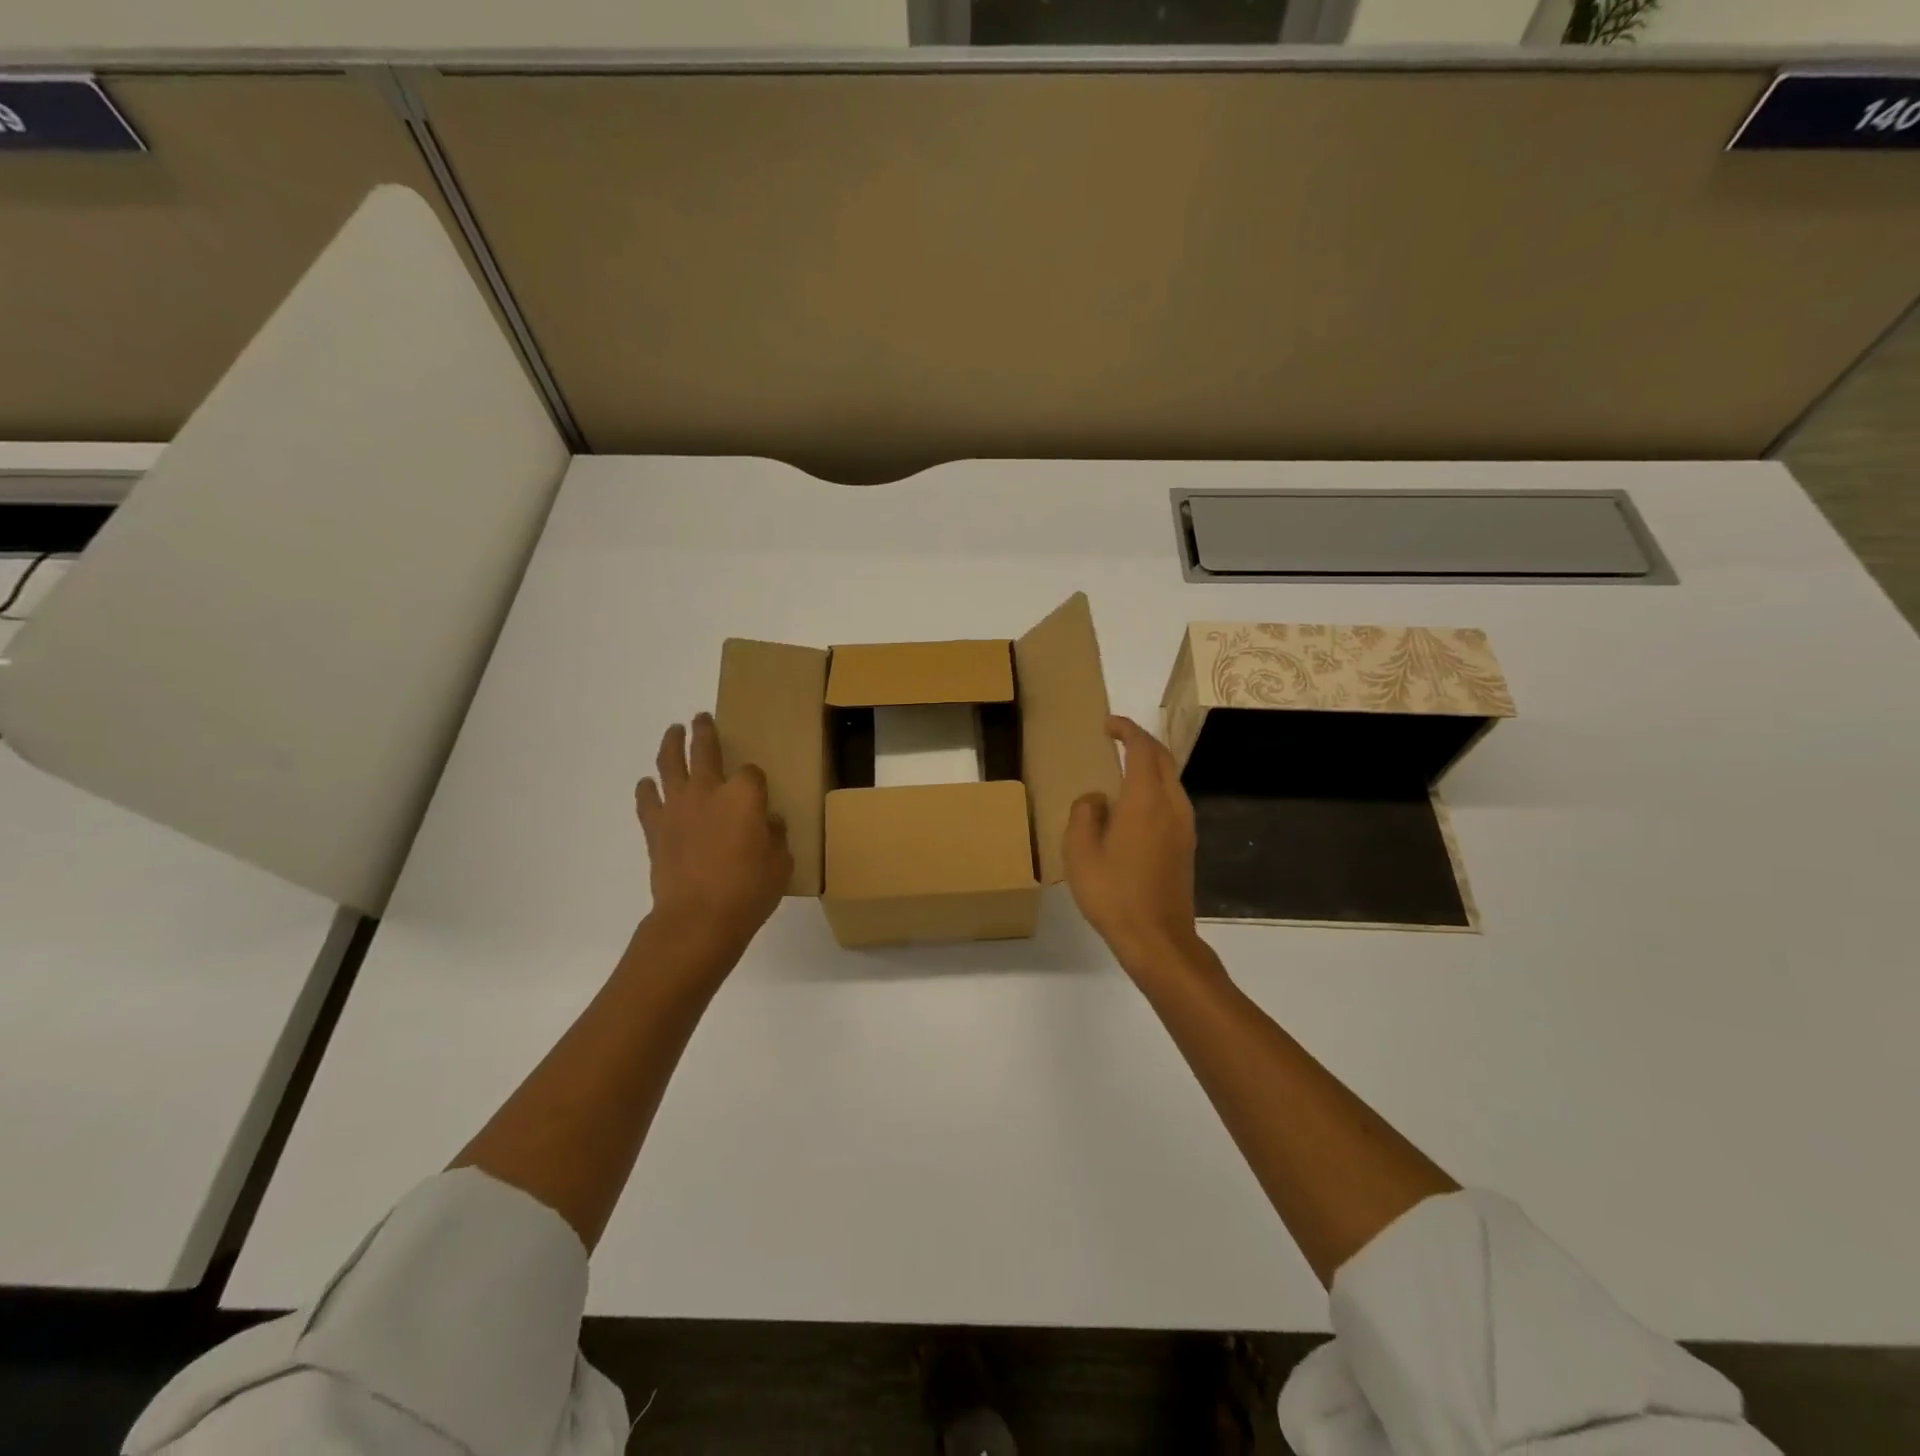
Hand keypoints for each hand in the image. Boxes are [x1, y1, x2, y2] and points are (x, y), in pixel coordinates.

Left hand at [636, 713, 792, 961]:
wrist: (698, 918)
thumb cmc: (749, 890)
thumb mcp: (781, 863)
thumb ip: (775, 836)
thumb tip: (768, 824)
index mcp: (744, 794)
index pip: (752, 773)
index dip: (756, 779)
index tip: (759, 789)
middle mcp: (708, 790)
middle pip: (704, 749)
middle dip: (704, 731)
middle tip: (701, 718)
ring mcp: (678, 806)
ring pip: (669, 763)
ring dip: (671, 744)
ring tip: (673, 732)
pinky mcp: (655, 828)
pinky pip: (647, 800)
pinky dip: (647, 789)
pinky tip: (648, 783)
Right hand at [1063, 716, 1202, 973]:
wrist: (1157, 938)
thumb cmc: (1113, 893)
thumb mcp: (1080, 852)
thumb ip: (1084, 814)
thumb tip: (1097, 800)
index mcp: (1145, 800)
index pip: (1142, 749)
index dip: (1127, 730)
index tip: (1108, 724)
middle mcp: (1171, 805)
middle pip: (1163, 759)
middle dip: (1141, 742)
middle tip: (1117, 738)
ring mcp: (1184, 826)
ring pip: (1171, 779)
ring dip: (1151, 764)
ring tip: (1124, 766)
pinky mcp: (1186, 845)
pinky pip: (1172, 800)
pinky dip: (1155, 786)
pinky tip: (1136, 804)